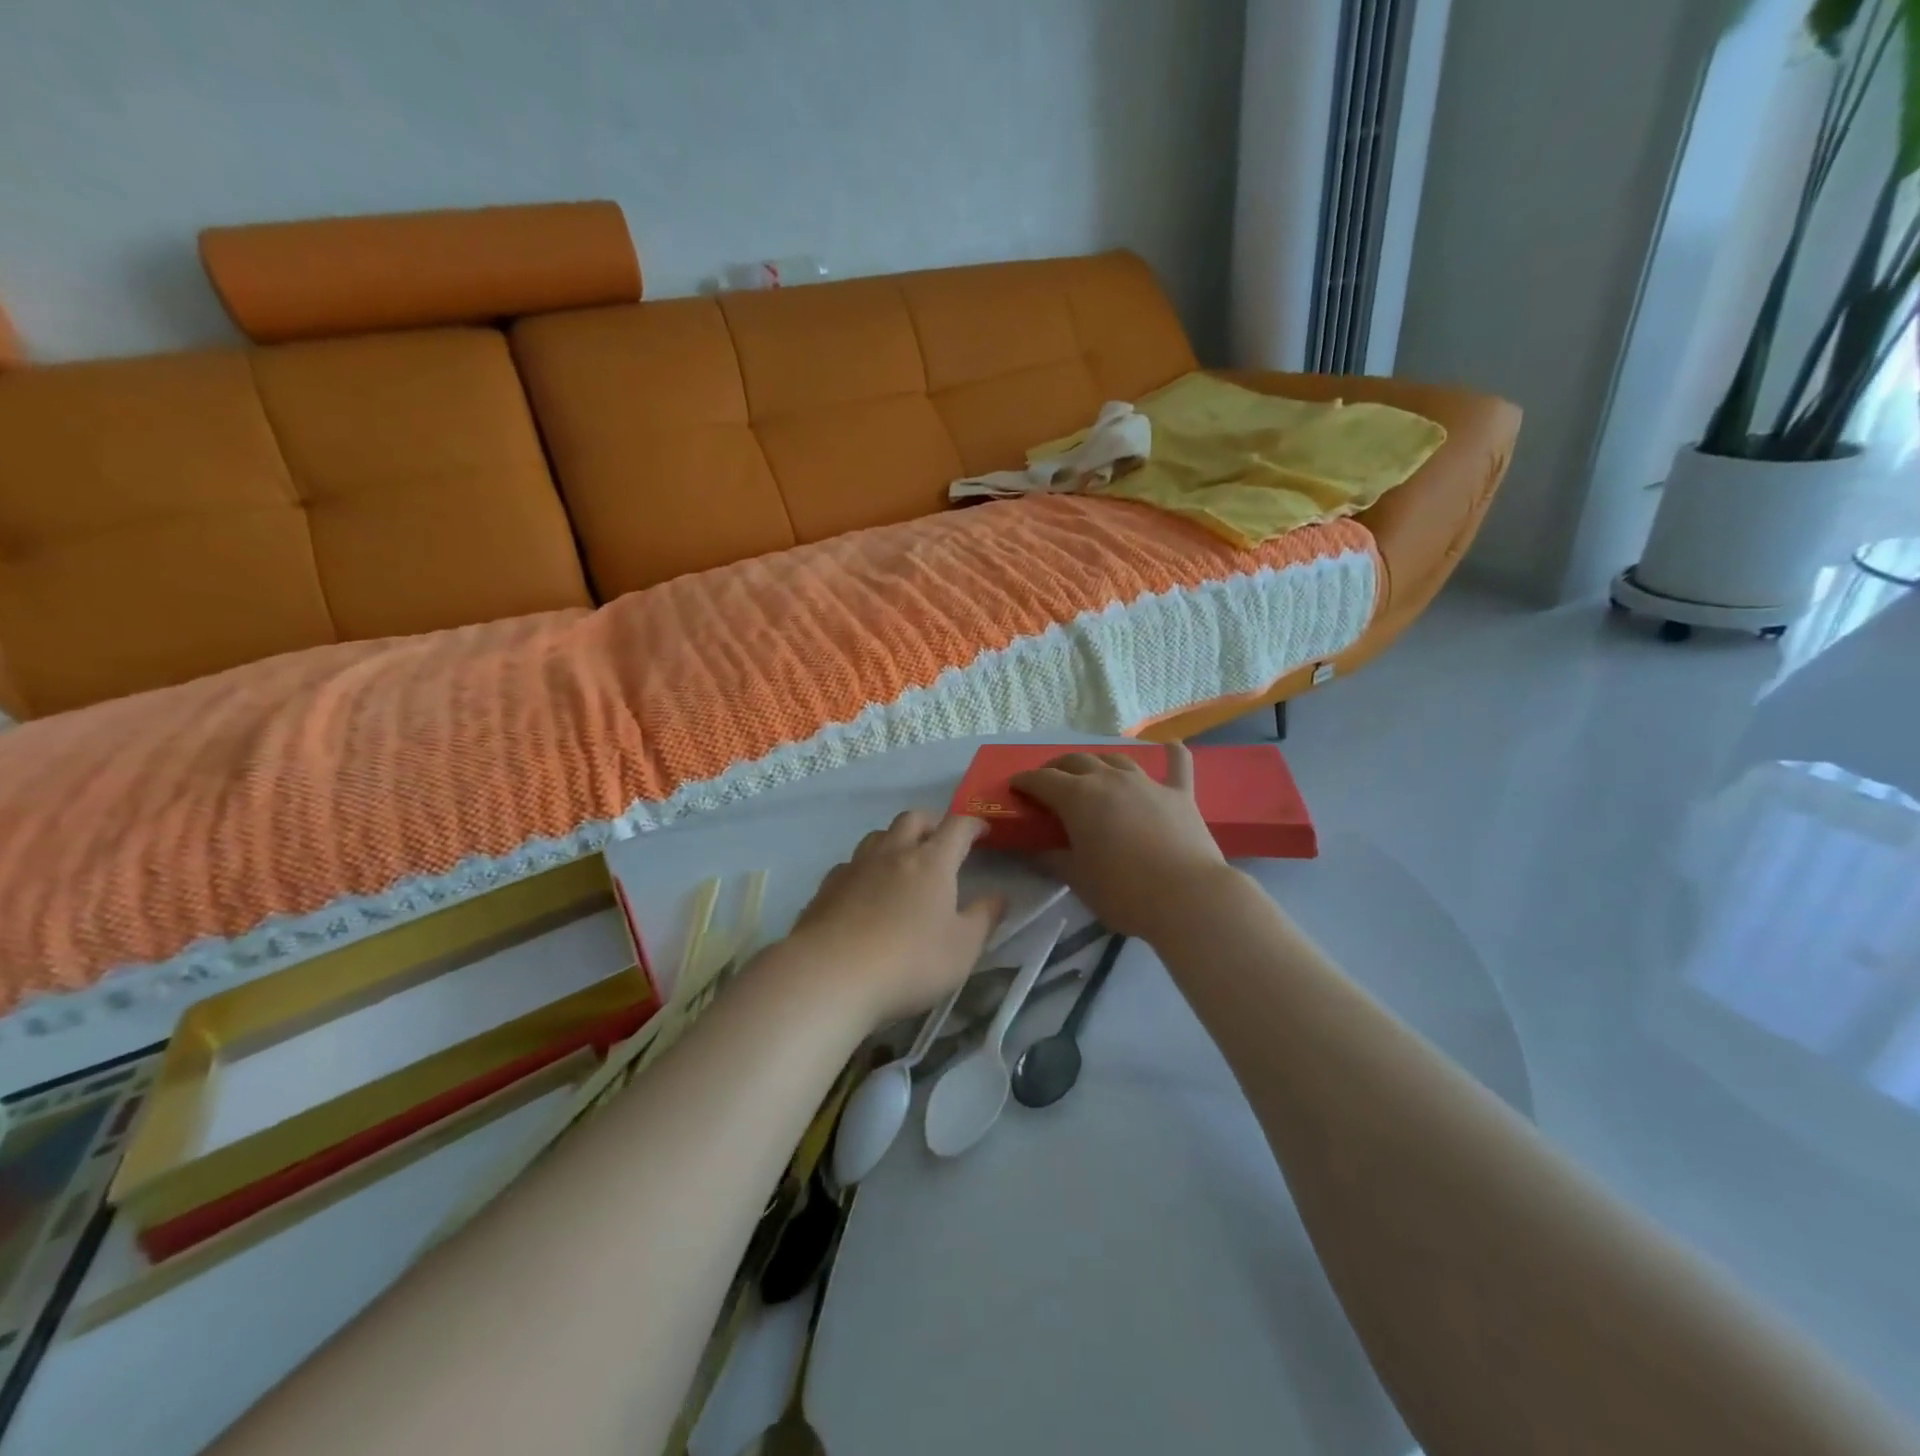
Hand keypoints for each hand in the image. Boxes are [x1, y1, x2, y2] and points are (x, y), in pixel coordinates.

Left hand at [784, 811, 1004, 1025]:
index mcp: (931, 861)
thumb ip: (984, 918)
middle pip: (913, 819)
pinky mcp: (826, 887)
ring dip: (895, 840)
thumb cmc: (909, 962)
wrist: (830, 975)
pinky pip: (850, 864)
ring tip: (902, 861)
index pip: (957, 827)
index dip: (973, 825)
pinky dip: (865, 868)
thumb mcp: (962, 948)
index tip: (983, 832)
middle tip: (941, 840)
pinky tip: (864, 890)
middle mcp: (893, 853)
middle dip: (932, 823)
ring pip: (878, 836)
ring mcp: (855, 867)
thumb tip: (999, 896)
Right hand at [1010, 744, 1232, 940]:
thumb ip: (1052, 860)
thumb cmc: (1123, 891)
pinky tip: (1171, 745)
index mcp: (1078, 797)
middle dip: (1057, 767)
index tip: (1015, 787)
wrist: (1187, 897)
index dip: (1025, 781)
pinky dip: (1172, 753)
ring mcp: (1147, 783)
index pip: (1042, 780)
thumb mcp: (1077, 879)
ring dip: (1099, 762)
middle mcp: (1110, 779)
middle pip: (1077, 761)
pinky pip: (1177, 765)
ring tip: (1092, 772)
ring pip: (1116, 759)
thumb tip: (1034, 851)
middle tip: (1049, 782)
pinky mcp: (1180, 794)